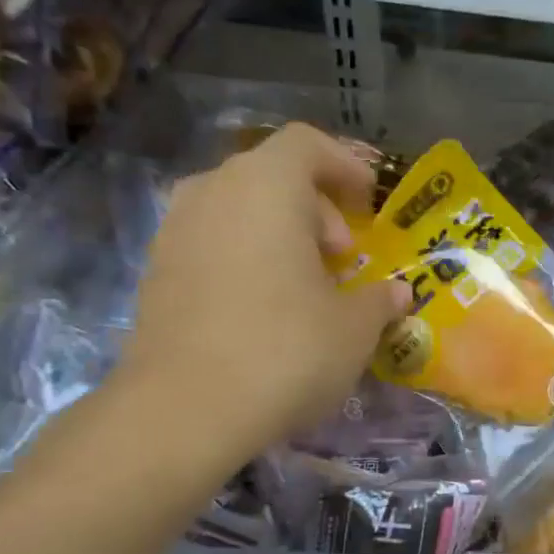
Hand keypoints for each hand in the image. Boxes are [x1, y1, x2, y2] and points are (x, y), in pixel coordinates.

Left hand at [111, 123, 408, 470]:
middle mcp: (213, 192)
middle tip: (342, 257)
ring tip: (305, 283)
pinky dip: (244, 258)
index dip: (345, 165)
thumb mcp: (354, 329)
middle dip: (315, 208)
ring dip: (277, 234)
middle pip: (271, 176)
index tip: (369, 202)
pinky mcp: (155, 272)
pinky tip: (263, 309)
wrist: (184, 409)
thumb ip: (380, 301)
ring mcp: (175, 230)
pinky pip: (211, 243)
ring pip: (237, 209)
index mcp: (266, 187)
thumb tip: (398, 293)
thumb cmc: (286, 351)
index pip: (307, 144)